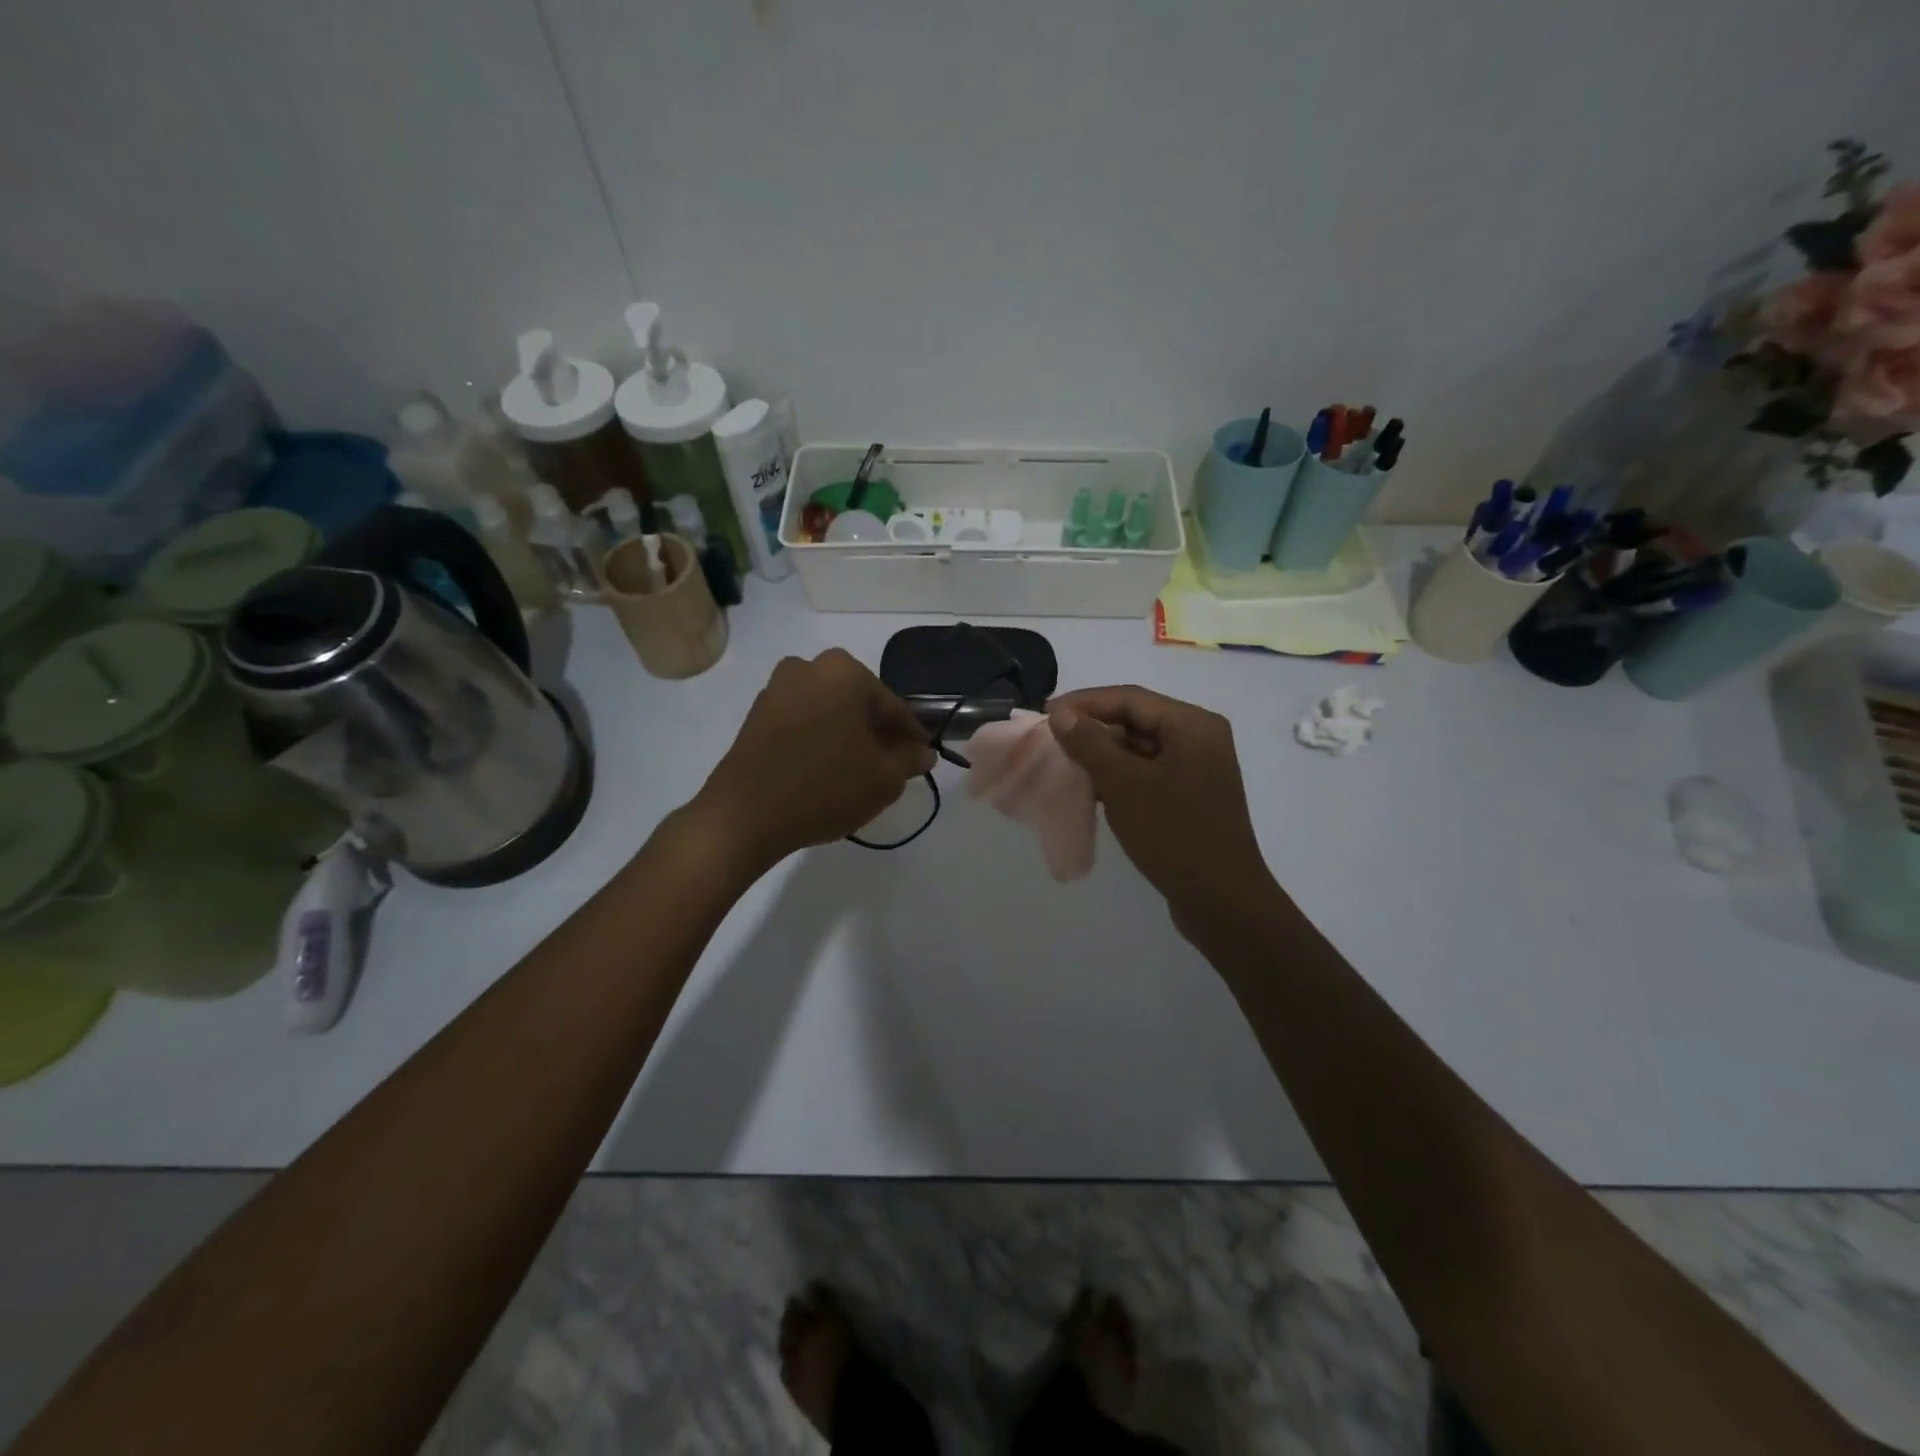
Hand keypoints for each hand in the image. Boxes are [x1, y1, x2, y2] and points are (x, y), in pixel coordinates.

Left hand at [695, 650, 935, 871]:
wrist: (745, 815)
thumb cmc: (825, 787)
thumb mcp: (883, 779)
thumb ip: (910, 760)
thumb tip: (923, 752)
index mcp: (844, 671)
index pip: (893, 706)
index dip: (912, 736)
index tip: (921, 758)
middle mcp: (809, 667)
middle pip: (859, 704)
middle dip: (877, 733)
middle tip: (891, 767)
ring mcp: (777, 689)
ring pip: (830, 712)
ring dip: (847, 736)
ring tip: (859, 773)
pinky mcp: (756, 714)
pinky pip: (803, 722)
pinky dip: (820, 740)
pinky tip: (827, 771)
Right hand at [1048, 686, 1279, 942]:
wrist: (1221, 901)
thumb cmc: (1174, 834)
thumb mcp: (1124, 785)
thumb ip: (1090, 744)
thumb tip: (1060, 714)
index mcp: (1193, 725)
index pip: (1130, 698)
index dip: (1084, 702)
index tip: (1045, 714)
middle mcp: (1199, 739)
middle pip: (1136, 720)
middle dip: (1092, 728)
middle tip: (1051, 740)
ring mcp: (1196, 770)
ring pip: (1139, 748)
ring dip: (1102, 754)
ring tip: (1064, 763)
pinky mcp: (1189, 797)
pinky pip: (1147, 773)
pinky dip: (1118, 776)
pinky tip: (1089, 788)